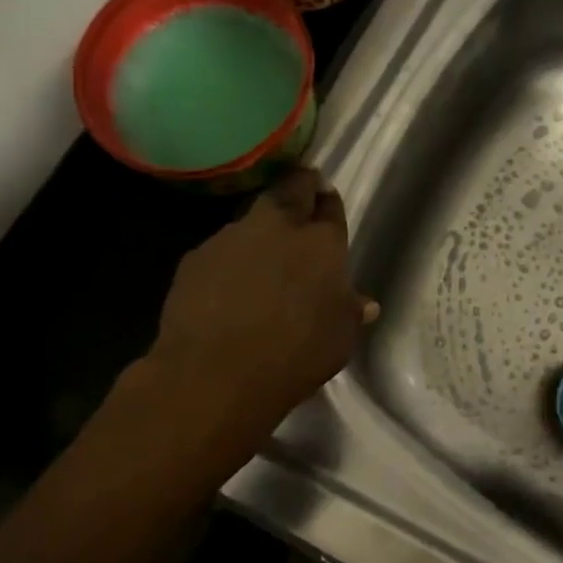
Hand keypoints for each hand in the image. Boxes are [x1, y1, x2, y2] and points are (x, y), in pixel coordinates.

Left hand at [146, 168, 377, 435]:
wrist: (214, 374)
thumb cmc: (294, 356)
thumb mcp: (339, 340)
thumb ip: (350, 313)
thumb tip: (365, 305)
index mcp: (321, 243)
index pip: (330, 206)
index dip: (329, 204)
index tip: (327, 206)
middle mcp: (278, 226)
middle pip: (292, 189)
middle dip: (300, 189)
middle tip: (303, 200)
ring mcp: (233, 237)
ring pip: (253, 218)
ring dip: (262, 231)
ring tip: (263, 258)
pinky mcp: (196, 256)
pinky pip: (222, 249)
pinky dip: (230, 260)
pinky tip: (228, 287)